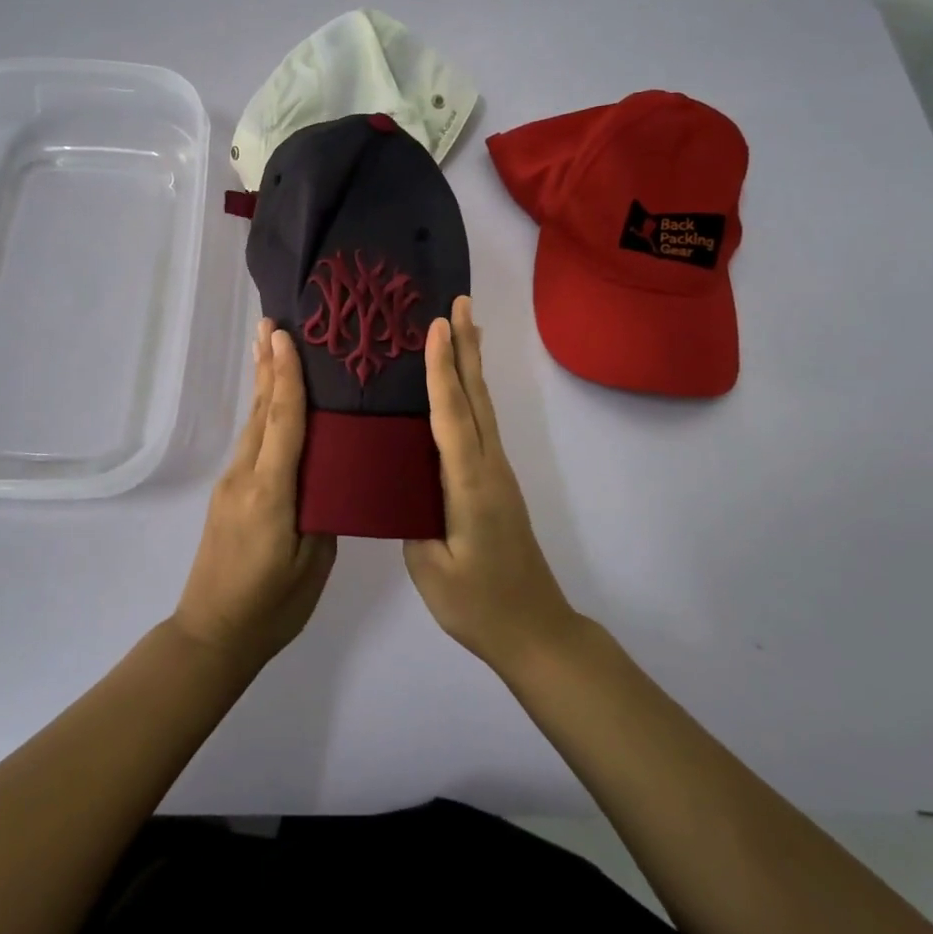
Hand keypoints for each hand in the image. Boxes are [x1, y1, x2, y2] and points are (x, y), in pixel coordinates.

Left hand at [173, 319, 335, 672]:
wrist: (212, 634)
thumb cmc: (272, 606)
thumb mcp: (312, 562)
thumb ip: (322, 511)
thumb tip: (329, 474)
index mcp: (270, 492)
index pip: (282, 421)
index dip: (285, 376)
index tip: (283, 336)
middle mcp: (246, 477)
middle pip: (261, 411)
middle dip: (267, 366)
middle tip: (272, 323)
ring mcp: (232, 485)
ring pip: (253, 424)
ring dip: (262, 384)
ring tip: (269, 348)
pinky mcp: (229, 495)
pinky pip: (251, 443)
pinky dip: (263, 413)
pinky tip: (271, 404)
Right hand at [405, 296, 579, 672]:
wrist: (535, 630)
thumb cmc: (479, 605)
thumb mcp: (431, 568)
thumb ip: (412, 518)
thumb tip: (398, 481)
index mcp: (469, 484)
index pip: (452, 416)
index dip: (441, 370)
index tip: (437, 327)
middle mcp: (489, 468)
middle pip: (476, 398)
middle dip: (466, 348)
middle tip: (459, 303)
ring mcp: (497, 473)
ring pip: (483, 408)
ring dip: (472, 364)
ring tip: (464, 326)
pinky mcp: (496, 483)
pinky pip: (481, 425)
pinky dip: (471, 394)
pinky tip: (462, 387)